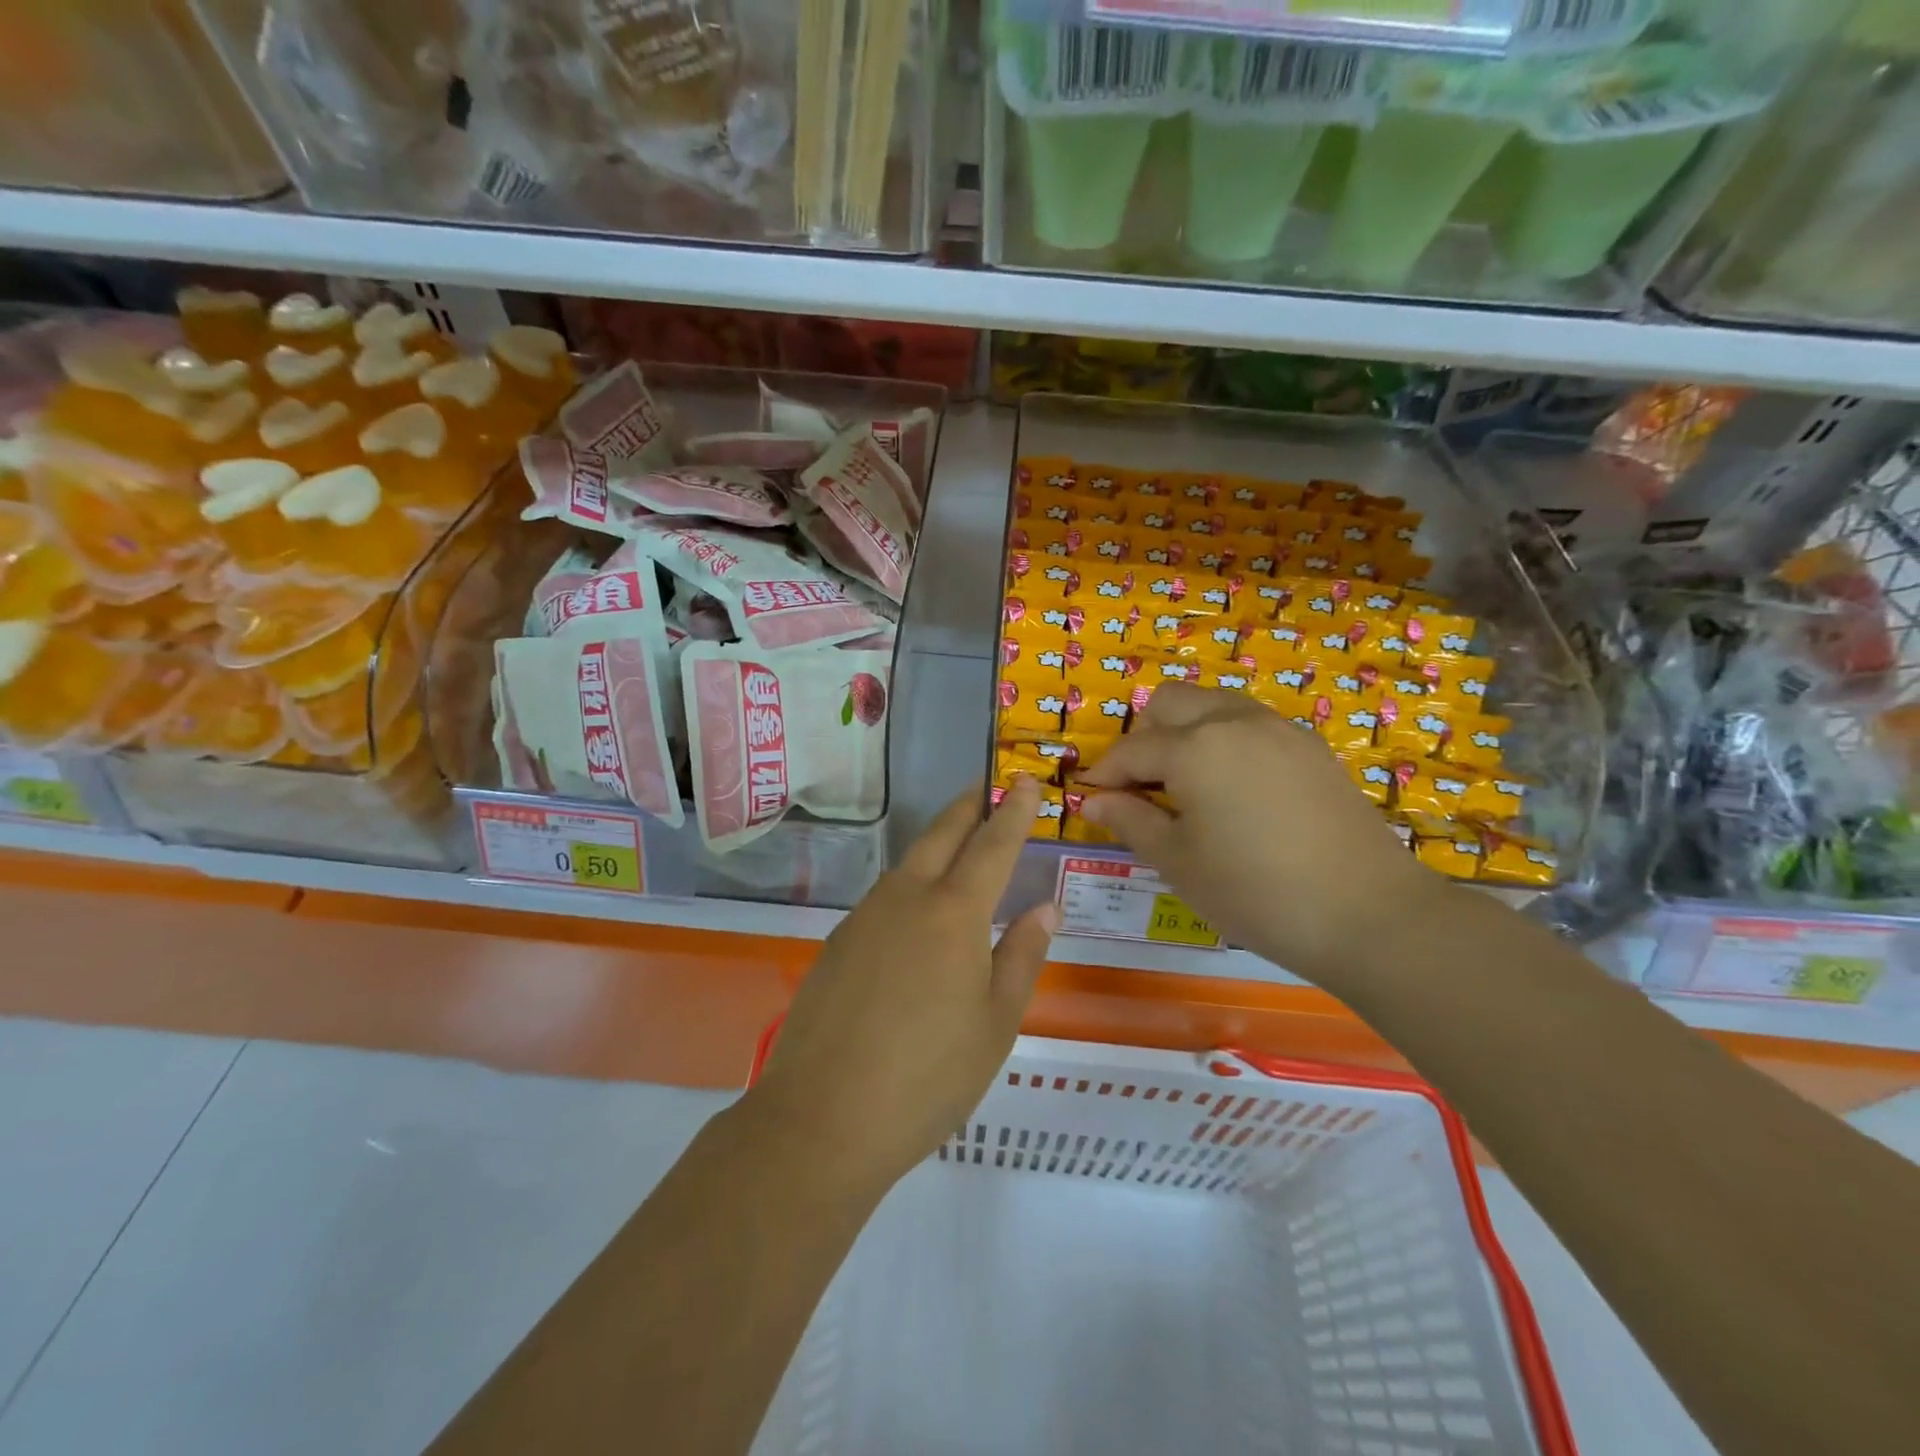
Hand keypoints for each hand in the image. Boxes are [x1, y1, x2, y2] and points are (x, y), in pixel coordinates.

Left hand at [745, 778, 1055, 1196]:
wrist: (821, 1118)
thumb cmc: (928, 1077)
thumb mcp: (995, 1024)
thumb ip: (1022, 956)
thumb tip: (1044, 908)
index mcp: (954, 912)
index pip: (992, 845)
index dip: (1013, 811)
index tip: (1025, 780)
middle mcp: (907, 898)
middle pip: (943, 834)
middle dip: (970, 806)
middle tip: (990, 787)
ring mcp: (865, 916)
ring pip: (909, 862)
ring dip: (939, 841)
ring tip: (961, 842)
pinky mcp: (839, 940)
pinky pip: (885, 895)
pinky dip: (912, 882)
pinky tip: (917, 911)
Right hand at [1079, 685, 1438, 986]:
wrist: (1368, 914)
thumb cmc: (1254, 892)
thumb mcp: (1178, 862)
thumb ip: (1130, 820)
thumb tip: (1093, 800)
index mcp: (1194, 747)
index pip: (1131, 749)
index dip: (1104, 774)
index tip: (1091, 799)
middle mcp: (1234, 720)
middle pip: (1170, 702)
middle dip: (1143, 736)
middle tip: (1140, 787)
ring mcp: (1279, 728)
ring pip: (1213, 704)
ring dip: (1185, 731)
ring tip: (1184, 785)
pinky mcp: (1311, 746)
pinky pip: (1250, 724)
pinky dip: (1224, 740)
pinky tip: (1233, 790)